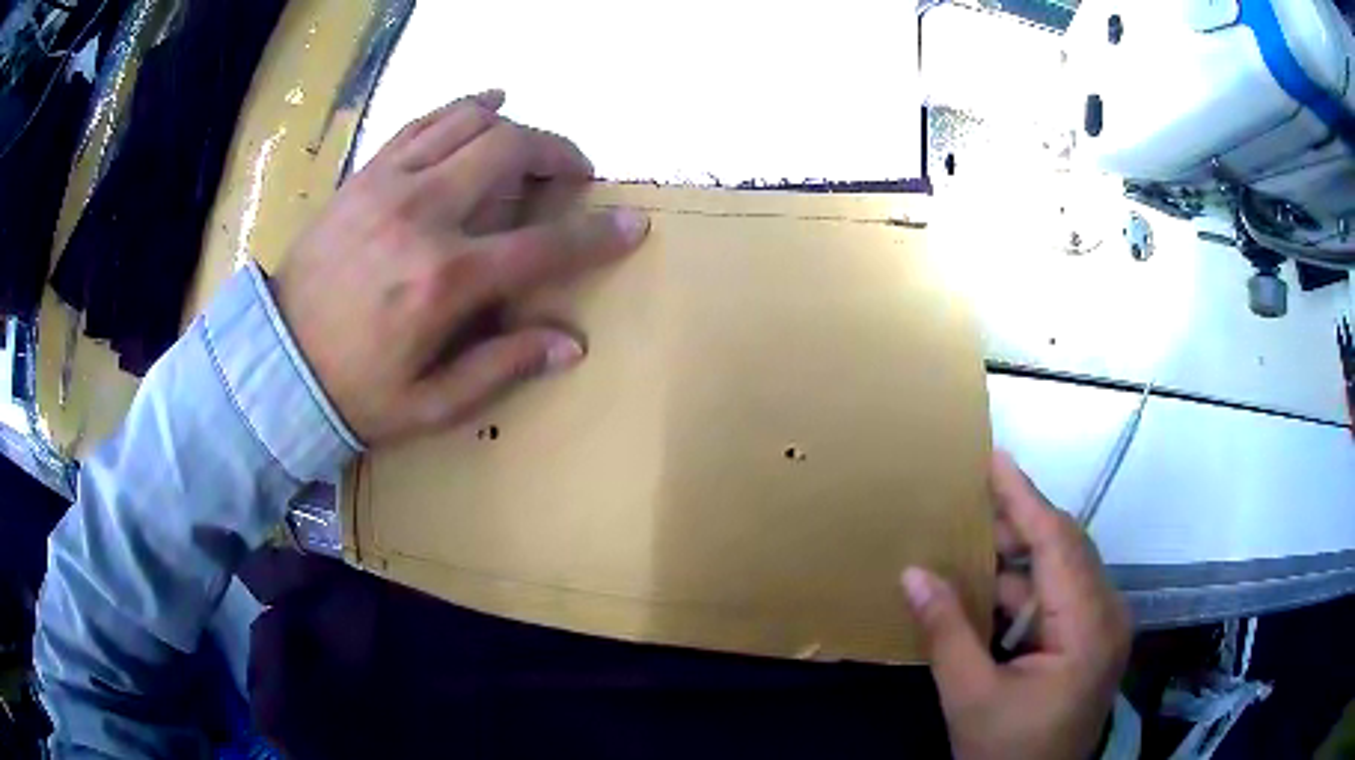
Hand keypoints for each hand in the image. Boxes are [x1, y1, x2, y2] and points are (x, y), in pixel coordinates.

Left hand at [274, 91, 649, 443]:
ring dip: (514, 125)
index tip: (632, 223)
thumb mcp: (431, 404)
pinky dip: (462, 106)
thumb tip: (570, 343)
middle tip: (573, 173)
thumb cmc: (353, 393)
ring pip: (470, 122)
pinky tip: (485, 104)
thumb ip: (502, 367)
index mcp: (445, 280)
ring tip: (529, 144)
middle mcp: (423, 215)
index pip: (543, 244)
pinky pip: (423, 121)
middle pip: (510, 150)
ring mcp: (389, 185)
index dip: (596, 234)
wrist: (274, 362)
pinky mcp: (365, 175)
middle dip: (557, 152)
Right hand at [902, 452, 1130, 759]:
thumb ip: (946, 632)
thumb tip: (912, 573)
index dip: (1024, 499)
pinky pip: (1060, 595)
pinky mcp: (1091, 639)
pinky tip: (992, 584)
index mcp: (1088, 626)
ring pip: (1064, 569)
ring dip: (1022, 554)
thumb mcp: (970, 697)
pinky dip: (1026, 586)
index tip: (995, 459)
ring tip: (977, 533)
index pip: (1058, 543)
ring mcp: (1102, 626)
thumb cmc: (1007, 750)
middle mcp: (1107, 614)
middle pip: (1067, 547)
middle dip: (1022, 519)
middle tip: (977, 490)